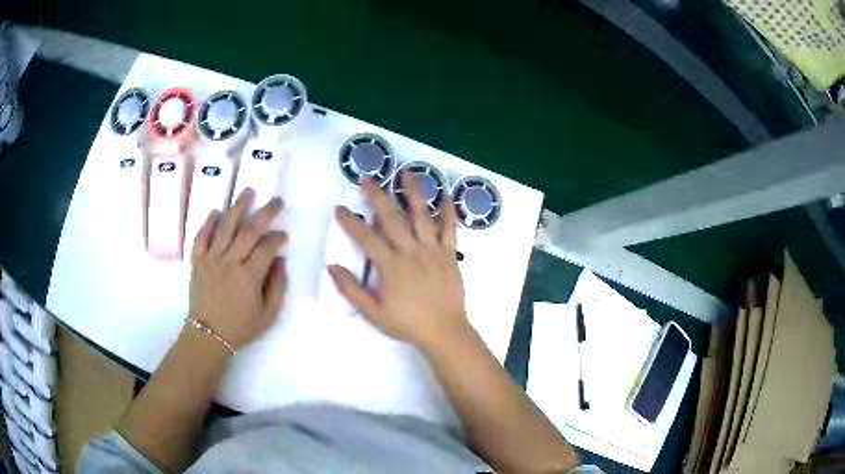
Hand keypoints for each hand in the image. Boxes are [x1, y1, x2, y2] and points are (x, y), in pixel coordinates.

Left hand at [188, 189, 287, 350]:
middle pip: (248, 231)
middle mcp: (229, 263)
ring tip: (248, 191)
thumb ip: (277, 287)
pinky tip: (216, 211)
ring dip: (237, 207)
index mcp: (248, 277)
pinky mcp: (197, 262)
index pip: (266, 248)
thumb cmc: (240, 327)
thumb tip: (280, 261)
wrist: (208, 335)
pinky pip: (201, 237)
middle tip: (276, 201)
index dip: (277, 238)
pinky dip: (208, 223)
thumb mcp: (268, 315)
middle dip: (265, 213)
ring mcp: (211, 260)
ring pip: (224, 228)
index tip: (284, 235)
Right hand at [328, 172, 468, 348]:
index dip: (351, 221)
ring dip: (413, 192)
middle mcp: (410, 251)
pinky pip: (450, 229)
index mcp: (390, 266)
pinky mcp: (450, 254)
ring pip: (422, 215)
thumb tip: (331, 266)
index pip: (366, 237)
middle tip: (368, 178)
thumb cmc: (407, 323)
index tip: (340, 207)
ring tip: (406, 172)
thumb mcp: (373, 312)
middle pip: (391, 218)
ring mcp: (432, 250)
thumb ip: (351, 289)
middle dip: (377, 195)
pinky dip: (449, 211)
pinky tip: (447, 194)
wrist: (444, 331)